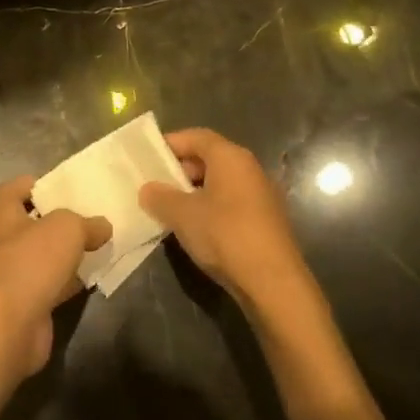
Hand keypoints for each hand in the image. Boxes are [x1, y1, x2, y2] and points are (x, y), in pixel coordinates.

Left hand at [0, 176, 110, 375]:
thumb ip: (86, 223)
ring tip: (84, 252)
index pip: (9, 191)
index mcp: (2, 218)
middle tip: (66, 224)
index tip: (54, 188)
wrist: (13, 323)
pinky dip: (60, 284)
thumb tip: (102, 226)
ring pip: (28, 259)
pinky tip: (85, 283)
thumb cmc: (32, 262)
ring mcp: (5, 278)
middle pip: (14, 227)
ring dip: (51, 257)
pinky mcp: (19, 305)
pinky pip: (42, 287)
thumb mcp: (67, 228)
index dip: (29, 185)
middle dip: (37, 225)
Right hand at [139, 128, 311, 307]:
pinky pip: (230, 202)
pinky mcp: (265, 220)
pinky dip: (210, 207)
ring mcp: (261, 195)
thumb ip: (159, 196)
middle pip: (209, 157)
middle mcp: (249, 169)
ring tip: (169, 209)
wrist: (272, 283)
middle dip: (180, 169)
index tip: (146, 158)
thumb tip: (148, 189)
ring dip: (193, 191)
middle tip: (155, 185)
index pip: (195, 136)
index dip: (169, 144)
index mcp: (230, 157)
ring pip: (219, 182)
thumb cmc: (224, 235)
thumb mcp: (181, 214)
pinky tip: (194, 228)